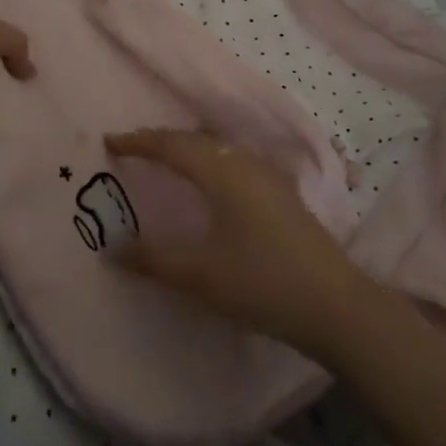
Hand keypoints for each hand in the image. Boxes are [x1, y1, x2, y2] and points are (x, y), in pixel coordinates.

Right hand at [105, 128, 382, 363]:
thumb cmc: (262, 283)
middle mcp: (245, 163)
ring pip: (218, 149)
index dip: (139, 142)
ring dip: (188, 149)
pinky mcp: (282, 193)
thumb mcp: (200, 275)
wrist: (335, 304)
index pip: (172, 145)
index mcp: (223, 173)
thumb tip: (112, 250)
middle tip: (133, 149)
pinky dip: (210, 161)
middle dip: (162, 141)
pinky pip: (234, 161)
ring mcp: (269, 176)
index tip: (110, 142)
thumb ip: (153, 259)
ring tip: (166, 160)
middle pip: (196, 140)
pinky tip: (211, 183)